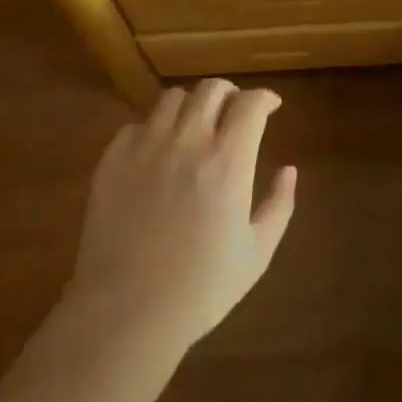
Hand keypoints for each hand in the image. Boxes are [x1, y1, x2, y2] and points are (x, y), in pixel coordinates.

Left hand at [65, 78, 296, 352]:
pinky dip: (153, 129)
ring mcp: (146, 146)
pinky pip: (136, 125)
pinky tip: (156, 151)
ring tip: (194, 124)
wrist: (126, 314)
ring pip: (172, 98)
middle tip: (234, 110)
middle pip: (211, 88)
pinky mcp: (112, 160)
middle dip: (230, 93)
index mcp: (228, 159)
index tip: (271, 106)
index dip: (265, 97)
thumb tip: (289, 169)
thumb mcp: (257, 253)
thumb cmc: (200, 289)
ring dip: (191, 105)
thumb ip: (279, 205)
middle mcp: (188, 140)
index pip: (251, 103)